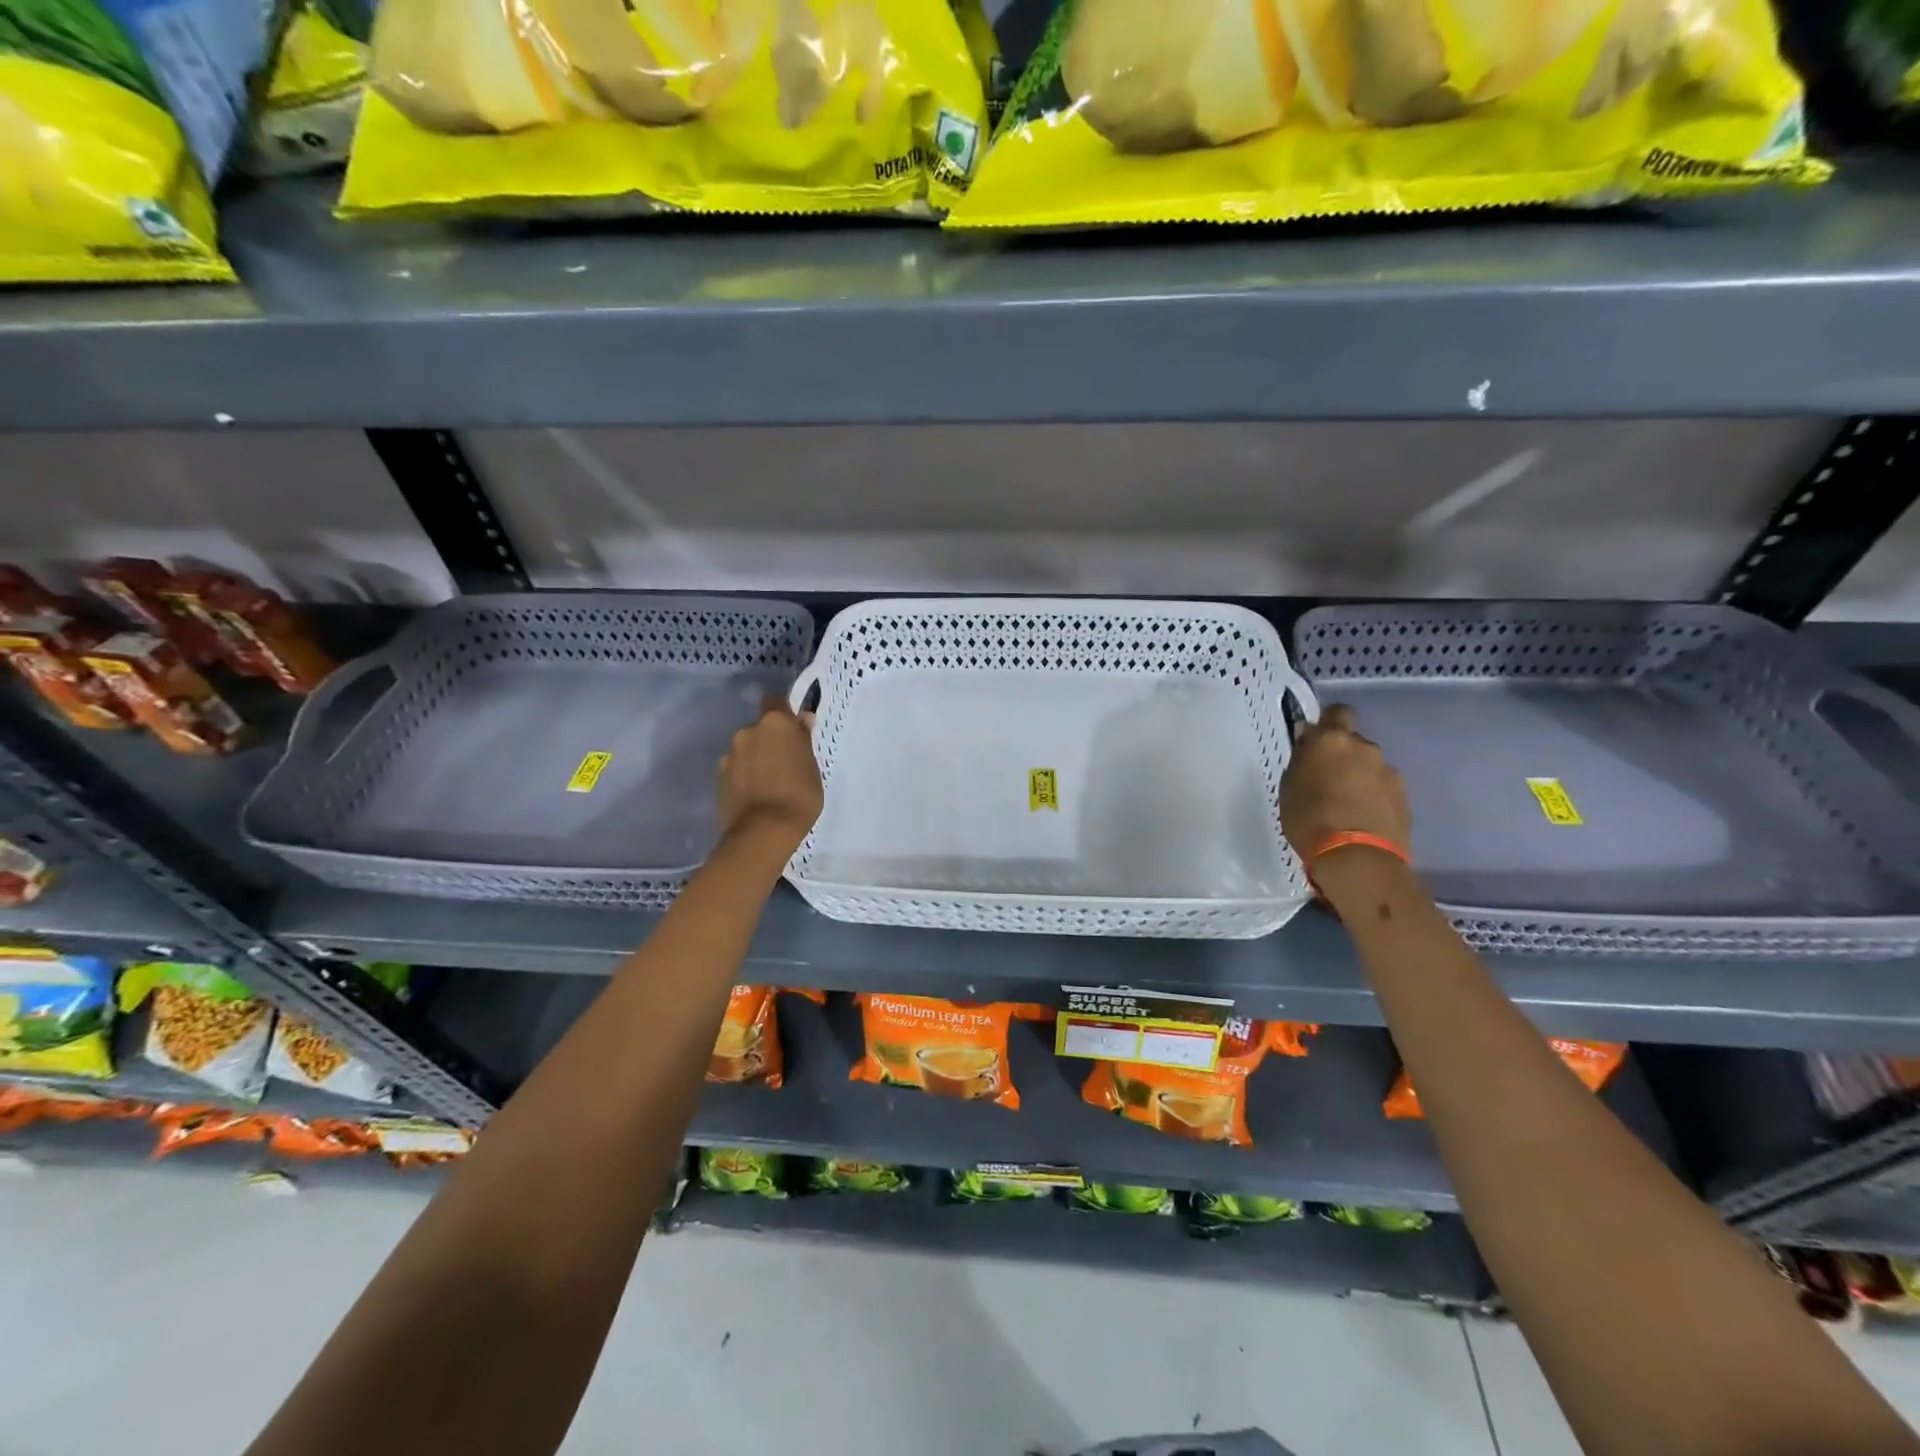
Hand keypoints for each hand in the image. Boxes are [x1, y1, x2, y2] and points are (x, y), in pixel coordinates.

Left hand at [717, 698, 822, 858]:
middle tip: (784, 763)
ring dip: (755, 759)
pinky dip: (744, 776)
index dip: (783, 712)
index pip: (775, 701)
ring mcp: (729, 755)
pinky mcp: (718, 777)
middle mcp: (747, 731)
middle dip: (769, 741)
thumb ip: (803, 741)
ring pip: (746, 750)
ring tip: (768, 784)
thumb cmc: (799, 796)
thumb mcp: (812, 767)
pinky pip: (736, 769)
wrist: (763, 831)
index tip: (793, 728)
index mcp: (775, 723)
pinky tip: (755, 795)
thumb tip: (802, 720)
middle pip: (760, 729)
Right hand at [1279, 704, 1410, 866]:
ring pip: (1369, 765)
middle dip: (1342, 755)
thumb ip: (1303, 758)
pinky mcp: (1404, 795)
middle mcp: (1364, 747)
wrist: (1357, 857)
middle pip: (1353, 741)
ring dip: (1359, 776)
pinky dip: (1374, 795)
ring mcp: (1388, 771)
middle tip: (1327, 779)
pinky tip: (1362, 816)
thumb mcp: (1290, 786)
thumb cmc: (1309, 818)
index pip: (1337, 712)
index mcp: (1332, 740)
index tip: (1316, 742)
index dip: (1328, 724)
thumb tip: (1309, 739)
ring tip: (1346, 804)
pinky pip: (1383, 787)